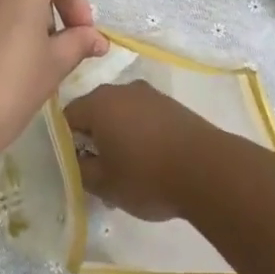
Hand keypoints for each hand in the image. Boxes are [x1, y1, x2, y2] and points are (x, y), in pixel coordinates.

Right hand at [62, 81, 217, 221]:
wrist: (208, 170)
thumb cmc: (147, 176)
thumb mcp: (103, 184)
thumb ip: (79, 169)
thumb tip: (76, 159)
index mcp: (99, 103)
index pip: (67, 118)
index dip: (66, 143)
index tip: (74, 167)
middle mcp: (121, 89)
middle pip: (95, 112)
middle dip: (93, 139)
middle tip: (98, 171)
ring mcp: (149, 94)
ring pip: (121, 114)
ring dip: (118, 136)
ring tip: (127, 169)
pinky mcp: (171, 104)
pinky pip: (143, 116)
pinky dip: (140, 134)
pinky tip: (150, 160)